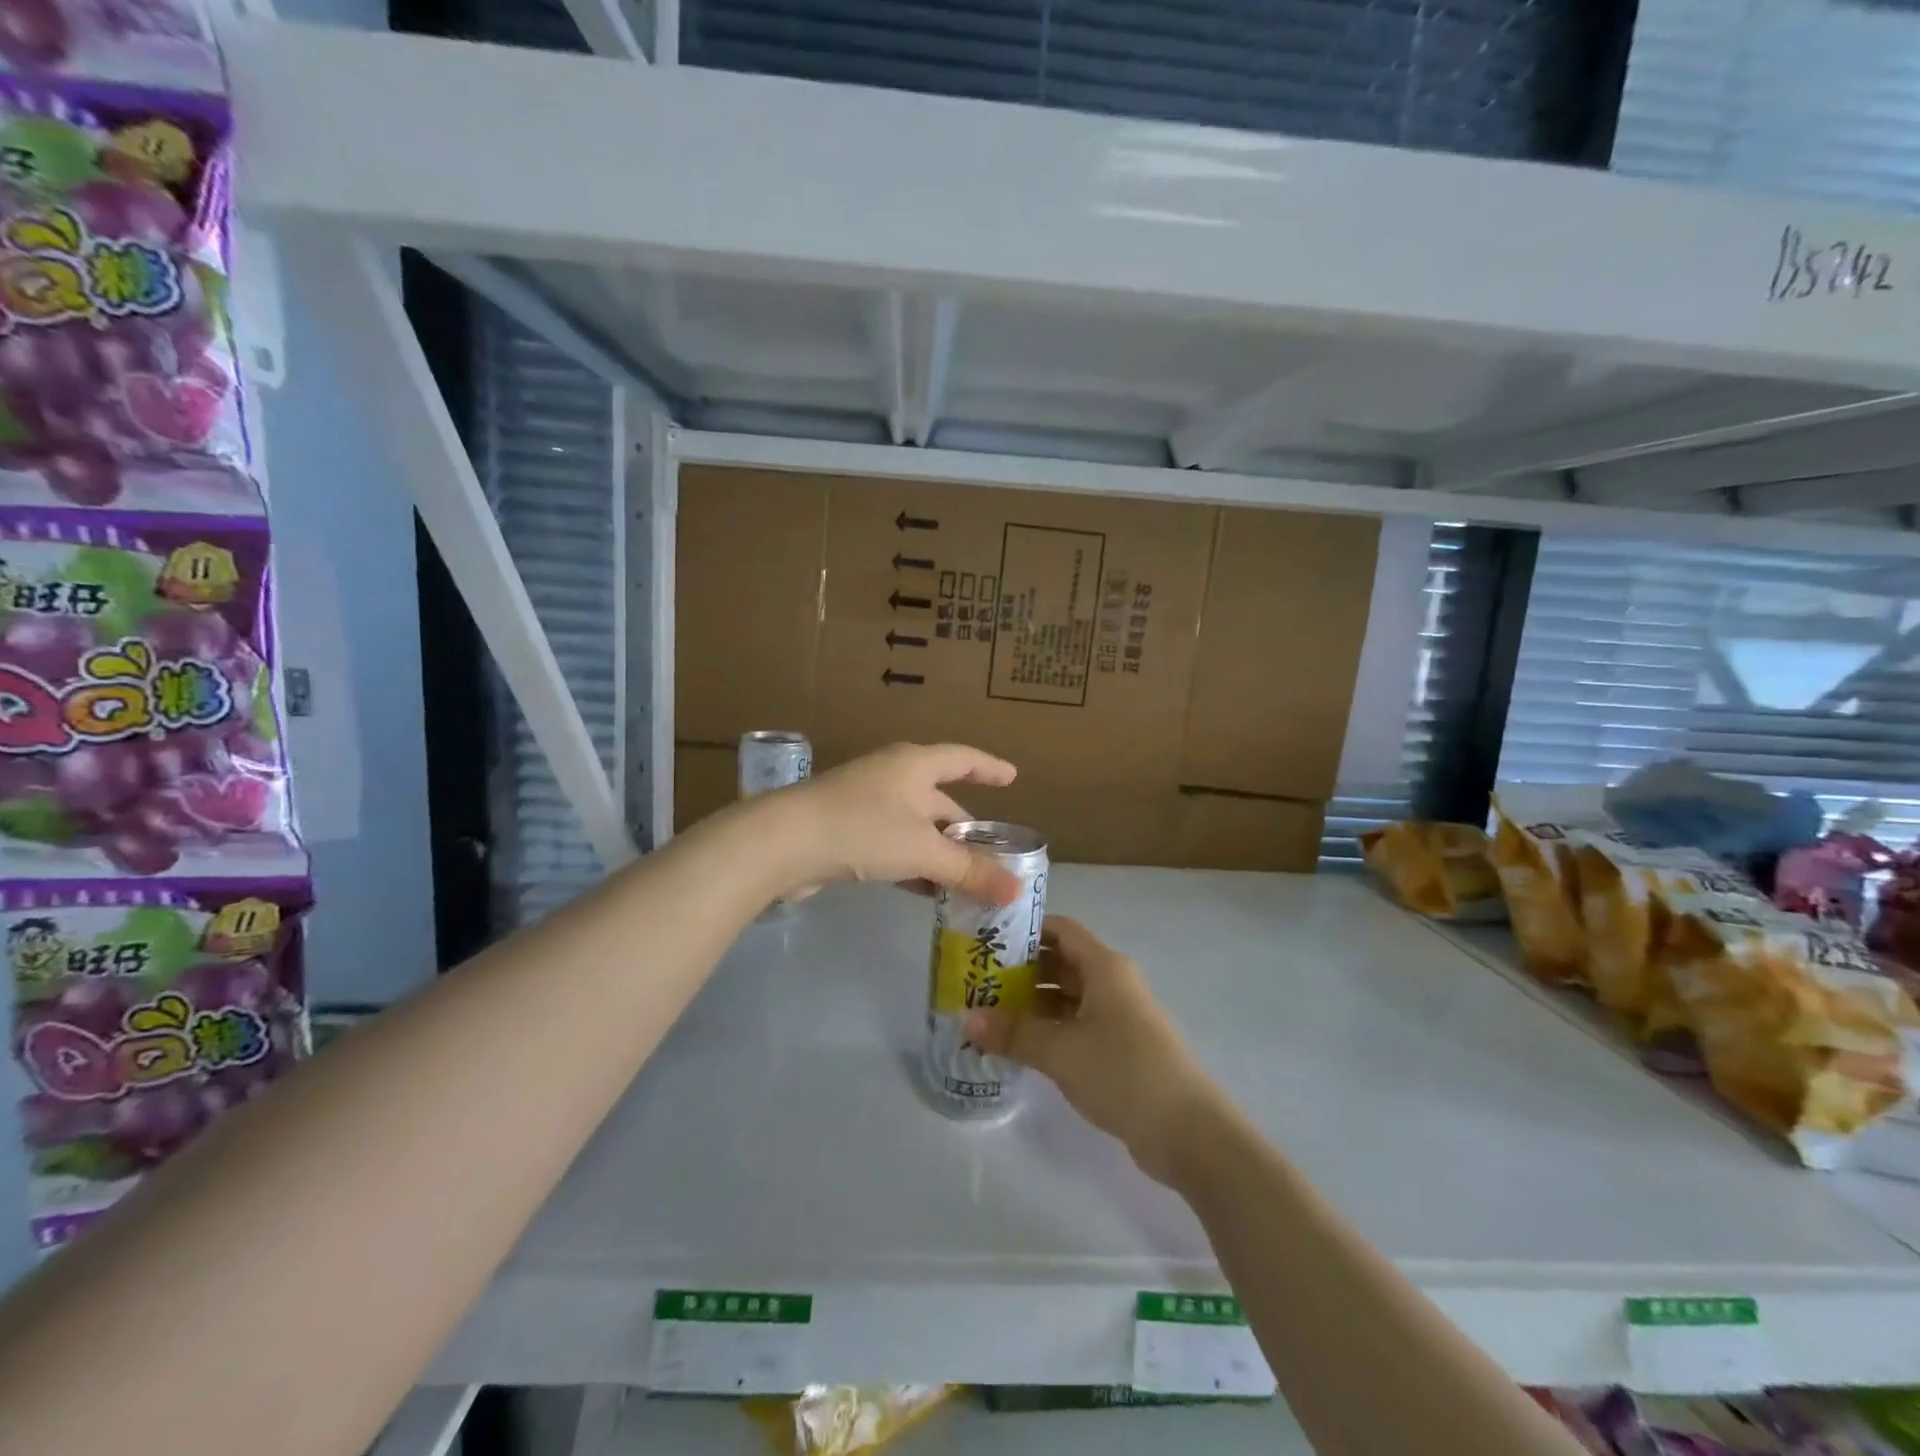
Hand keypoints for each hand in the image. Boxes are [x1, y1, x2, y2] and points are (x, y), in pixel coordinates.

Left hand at [757, 742, 1021, 904]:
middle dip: (965, 831)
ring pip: (916, 828)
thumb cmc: (862, 829)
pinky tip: (926, 891)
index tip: (1012, 778)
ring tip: (967, 883)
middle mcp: (892, 777)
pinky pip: (893, 845)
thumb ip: (969, 871)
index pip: (963, 759)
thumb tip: (1016, 890)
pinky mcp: (846, 831)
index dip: (989, 768)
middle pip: (940, 801)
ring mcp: (866, 804)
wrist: (783, 843)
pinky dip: (914, 865)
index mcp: (914, 765)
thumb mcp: (923, 850)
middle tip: (992, 858)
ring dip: (940, 854)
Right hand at [964, 917, 1219, 1185]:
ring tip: (987, 1013)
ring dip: (1031, 1003)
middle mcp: (1111, 983)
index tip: (987, 939)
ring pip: (1066, 997)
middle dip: (1020, 970)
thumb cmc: (1123, 1072)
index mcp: (1104, 967)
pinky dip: (1047, 1029)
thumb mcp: (1061, 1051)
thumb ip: (1013, 1033)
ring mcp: (1117, 1017)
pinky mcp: (1118, 1048)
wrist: (1188, 1132)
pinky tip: (1017, 1045)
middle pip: (1060, 963)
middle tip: (976, 981)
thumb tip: (966, 1018)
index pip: (1060, 930)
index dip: (1025, 930)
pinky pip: (1074, 1026)